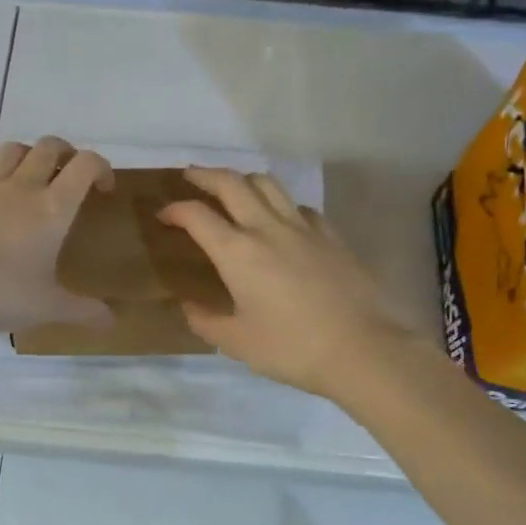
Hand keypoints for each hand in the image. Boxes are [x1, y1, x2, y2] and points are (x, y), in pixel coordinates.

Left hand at [0, 137, 116, 335]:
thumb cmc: (4, 296)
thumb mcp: (50, 307)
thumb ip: (84, 310)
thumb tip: (112, 322)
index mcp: (52, 208)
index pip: (85, 165)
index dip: (101, 167)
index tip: (103, 188)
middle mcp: (20, 188)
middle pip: (48, 146)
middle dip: (64, 153)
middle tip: (68, 175)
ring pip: (9, 151)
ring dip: (24, 156)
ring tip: (27, 178)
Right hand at [160, 168, 413, 398]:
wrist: (361, 349)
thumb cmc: (290, 348)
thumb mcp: (236, 342)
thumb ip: (205, 321)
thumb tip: (189, 306)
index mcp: (237, 252)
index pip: (197, 216)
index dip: (175, 210)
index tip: (164, 216)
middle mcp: (267, 228)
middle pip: (232, 183)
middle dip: (206, 175)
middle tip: (190, 175)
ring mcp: (304, 228)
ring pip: (269, 184)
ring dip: (244, 179)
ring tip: (234, 188)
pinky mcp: (331, 236)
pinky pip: (299, 206)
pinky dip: (281, 204)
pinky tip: (280, 220)